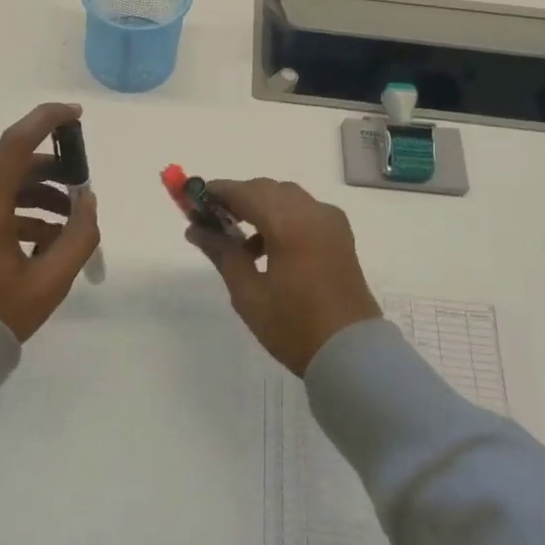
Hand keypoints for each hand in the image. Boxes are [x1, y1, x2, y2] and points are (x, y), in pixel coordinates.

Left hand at [0, 103, 101, 342]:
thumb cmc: (0, 316)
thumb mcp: (52, 281)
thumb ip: (79, 235)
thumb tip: (88, 201)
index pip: (15, 145)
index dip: (47, 121)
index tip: (76, 115)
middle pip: (12, 168)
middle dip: (51, 172)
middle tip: (81, 187)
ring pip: (2, 187)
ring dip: (37, 196)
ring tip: (67, 224)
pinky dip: (18, 213)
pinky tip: (43, 239)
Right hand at [187, 178, 380, 375]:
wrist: (352, 354)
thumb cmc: (294, 326)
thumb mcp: (248, 293)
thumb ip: (222, 253)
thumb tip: (196, 229)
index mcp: (290, 223)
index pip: (245, 192)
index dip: (217, 192)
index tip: (191, 198)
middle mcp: (313, 212)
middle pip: (266, 189)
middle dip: (237, 198)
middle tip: (210, 219)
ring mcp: (331, 222)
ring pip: (286, 197)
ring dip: (259, 207)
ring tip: (236, 239)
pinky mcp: (339, 236)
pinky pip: (304, 211)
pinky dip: (281, 217)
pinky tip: (265, 248)